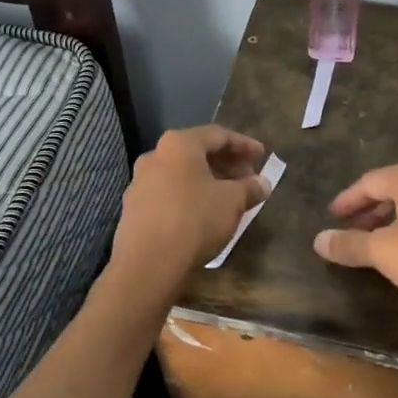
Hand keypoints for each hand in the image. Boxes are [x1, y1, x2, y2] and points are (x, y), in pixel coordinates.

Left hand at [111, 126, 272, 288]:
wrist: (148, 263)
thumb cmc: (195, 220)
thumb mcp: (232, 202)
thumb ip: (250, 187)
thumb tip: (262, 183)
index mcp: (178, 144)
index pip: (218, 135)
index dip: (244, 145)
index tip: (262, 156)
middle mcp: (155, 156)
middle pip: (197, 153)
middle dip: (226, 163)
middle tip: (248, 177)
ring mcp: (140, 182)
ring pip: (182, 174)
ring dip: (208, 181)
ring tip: (229, 196)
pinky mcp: (134, 208)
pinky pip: (169, 193)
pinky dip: (190, 196)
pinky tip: (204, 213)